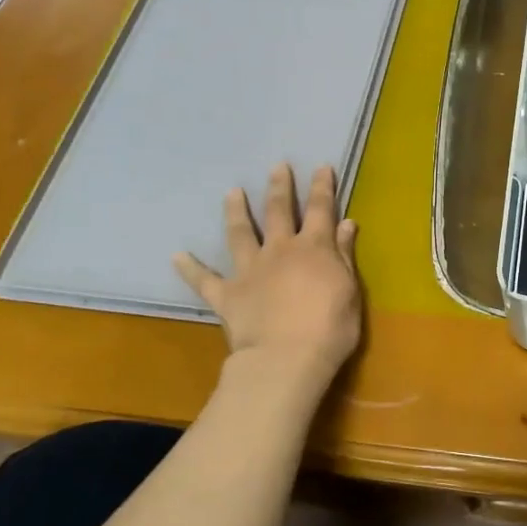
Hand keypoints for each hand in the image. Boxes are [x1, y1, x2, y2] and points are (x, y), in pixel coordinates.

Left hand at [174, 163, 362, 392]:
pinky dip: (190, 268)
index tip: (320, 167)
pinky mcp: (227, 295)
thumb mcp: (349, 290)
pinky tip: (177, 256)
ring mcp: (250, 270)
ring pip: (240, 234)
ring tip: (231, 193)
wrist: (286, 359)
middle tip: (277, 166)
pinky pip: (204, 280)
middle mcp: (279, 250)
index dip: (321, 187)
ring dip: (236, 212)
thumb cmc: (330, 328)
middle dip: (279, 187)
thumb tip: (346, 223)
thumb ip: (344, 255)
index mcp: (314, 248)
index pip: (320, 209)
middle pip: (278, 211)